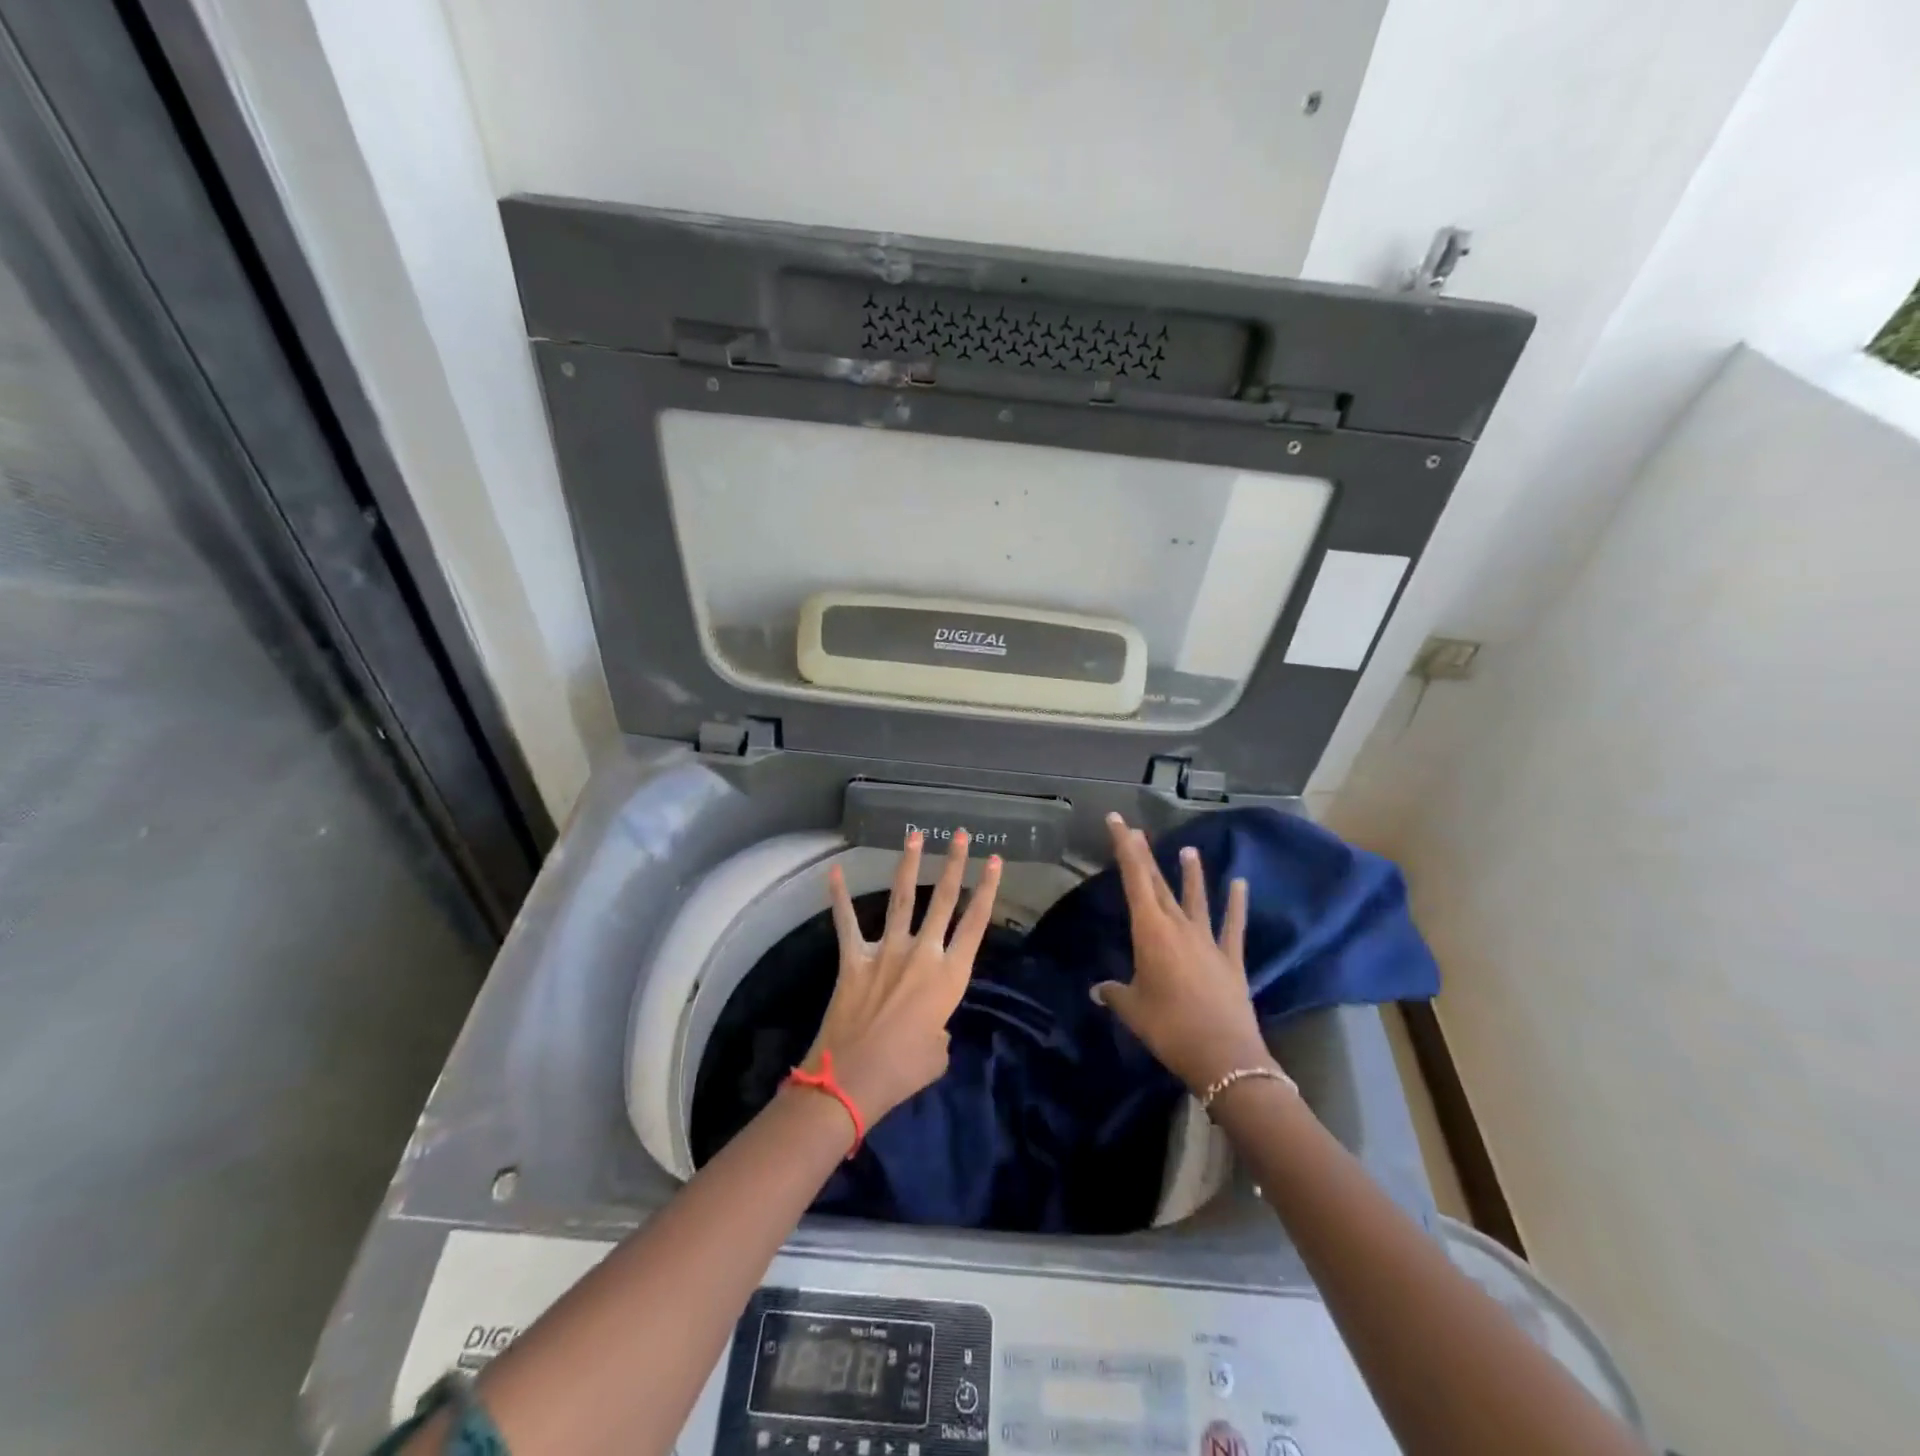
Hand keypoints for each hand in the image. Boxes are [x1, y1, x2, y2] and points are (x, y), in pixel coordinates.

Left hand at [805, 828, 1002, 1127]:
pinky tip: (834, 870)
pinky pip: (846, 922)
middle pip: (944, 901)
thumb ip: (939, 1027)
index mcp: (949, 977)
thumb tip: (928, 1022)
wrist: (853, 1079)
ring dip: (909, 865)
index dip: (987, 889)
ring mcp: (886, 952)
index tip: (994, 860)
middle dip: (954, 864)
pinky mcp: (854, 959)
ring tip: (916, 836)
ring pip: (902, 899)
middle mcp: (922, 954)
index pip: (975, 923)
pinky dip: (839, 896)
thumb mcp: (939, 1052)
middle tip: (962, 835)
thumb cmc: (904, 1071)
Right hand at [1092, 812, 1277, 1094]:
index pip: (1134, 879)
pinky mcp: (1231, 958)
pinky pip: (1232, 925)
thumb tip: (1098, 990)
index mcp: (1150, 932)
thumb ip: (1114, 993)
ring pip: (1196, 898)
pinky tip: (1240, 884)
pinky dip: (1236, 904)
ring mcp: (1208, 941)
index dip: (1125, 848)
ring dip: (1191, 874)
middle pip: (1159, 884)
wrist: (1224, 1056)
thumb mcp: (1133, 1010)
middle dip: (1146, 855)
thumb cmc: (1169, 1028)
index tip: (1118, 821)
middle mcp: (1179, 927)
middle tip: (1137, 830)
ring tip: (1188, 850)